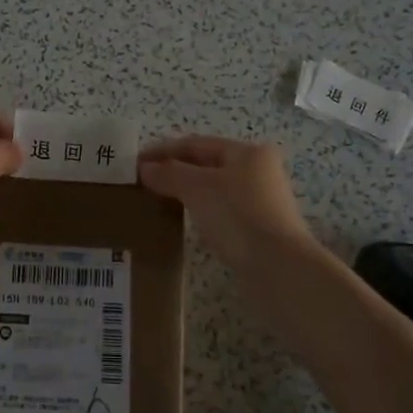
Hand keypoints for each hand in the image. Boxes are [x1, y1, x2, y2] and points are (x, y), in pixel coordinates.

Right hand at [138, 136, 319, 271]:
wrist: (277, 268)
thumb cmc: (237, 217)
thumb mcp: (197, 189)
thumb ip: (169, 174)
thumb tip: (145, 168)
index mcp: (248, 153)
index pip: (197, 144)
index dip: (164, 150)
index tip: (135, 163)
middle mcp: (259, 171)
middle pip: (208, 164)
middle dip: (175, 170)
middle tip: (144, 181)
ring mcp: (262, 201)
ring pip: (215, 189)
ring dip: (187, 191)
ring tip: (159, 200)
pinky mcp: (259, 229)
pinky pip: (221, 211)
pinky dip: (200, 210)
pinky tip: (185, 221)